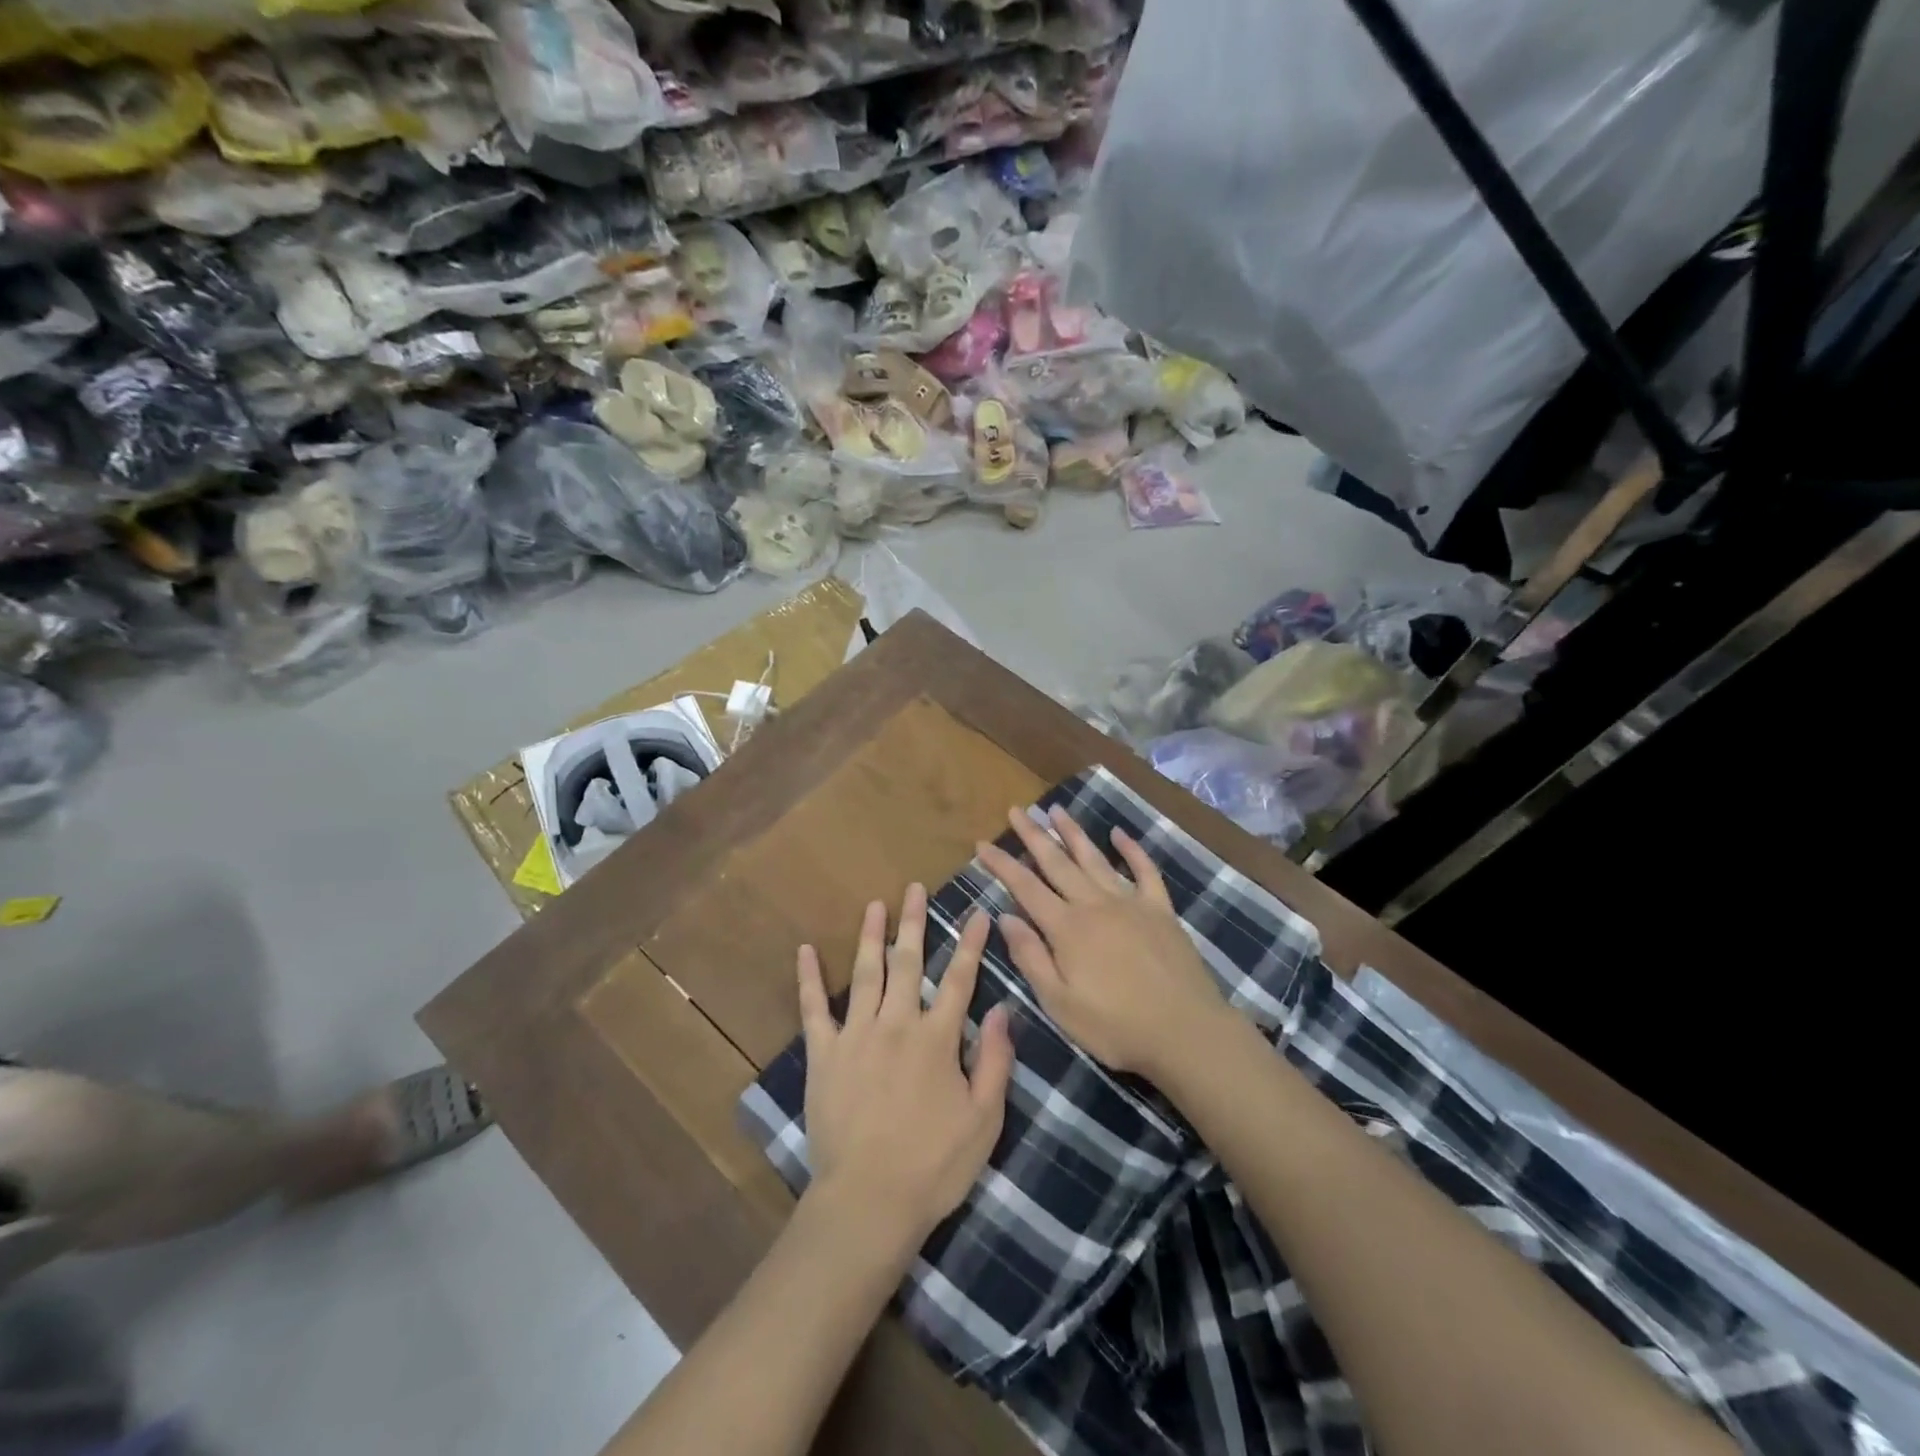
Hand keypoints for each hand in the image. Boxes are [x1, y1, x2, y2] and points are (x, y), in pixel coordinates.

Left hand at [798, 885, 1014, 1253]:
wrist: (868, 1202)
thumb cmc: (934, 1165)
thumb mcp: (984, 1119)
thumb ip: (996, 1060)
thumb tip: (1005, 1009)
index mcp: (937, 1038)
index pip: (959, 978)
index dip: (971, 943)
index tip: (978, 912)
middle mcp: (897, 1024)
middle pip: (907, 962)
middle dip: (913, 922)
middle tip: (914, 888)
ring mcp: (856, 1035)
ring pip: (866, 973)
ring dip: (871, 935)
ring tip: (875, 904)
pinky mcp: (824, 1054)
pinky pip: (814, 1008)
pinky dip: (809, 977)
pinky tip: (806, 949)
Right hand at [979, 806, 1229, 1081]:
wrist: (1186, 1032)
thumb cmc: (1116, 1027)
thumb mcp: (1060, 1004)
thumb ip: (1031, 958)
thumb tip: (1006, 917)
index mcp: (1067, 928)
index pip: (1025, 887)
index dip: (1002, 864)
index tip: (982, 843)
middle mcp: (1095, 904)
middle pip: (1057, 863)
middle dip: (1033, 836)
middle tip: (1016, 811)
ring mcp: (1131, 902)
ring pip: (1095, 858)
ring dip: (1073, 833)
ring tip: (1057, 810)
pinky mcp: (1160, 910)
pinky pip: (1145, 870)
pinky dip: (1131, 849)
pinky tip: (1119, 833)